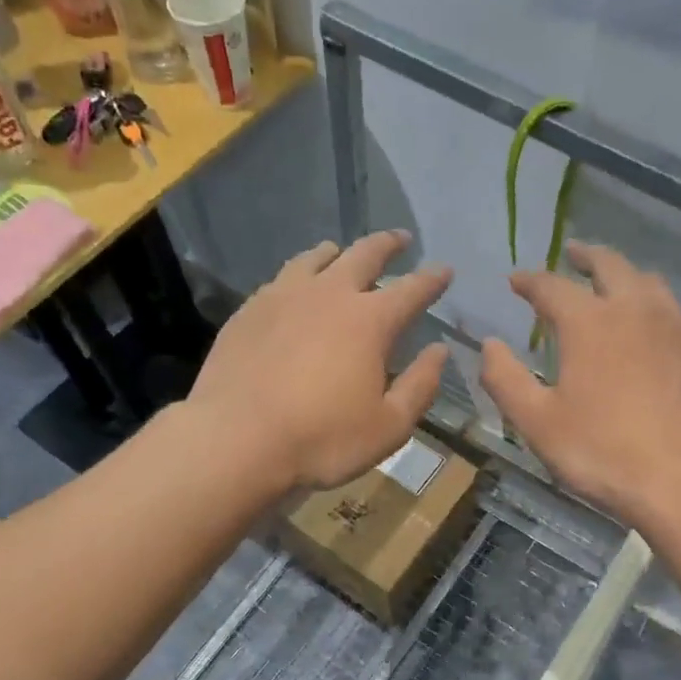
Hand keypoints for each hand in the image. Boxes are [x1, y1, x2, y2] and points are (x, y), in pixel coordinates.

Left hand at [189, 232, 451, 491]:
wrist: (236, 439)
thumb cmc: (322, 439)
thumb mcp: (389, 426)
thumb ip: (420, 386)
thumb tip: (438, 352)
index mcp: (370, 321)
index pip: (412, 289)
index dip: (432, 279)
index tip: (445, 270)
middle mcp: (329, 295)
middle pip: (364, 254)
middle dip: (388, 245)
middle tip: (400, 239)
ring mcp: (283, 297)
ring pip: (315, 258)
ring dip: (338, 252)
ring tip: (342, 252)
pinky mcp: (249, 310)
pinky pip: (281, 278)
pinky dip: (299, 274)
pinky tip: (295, 287)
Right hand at [481, 242, 680, 523]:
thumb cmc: (601, 451)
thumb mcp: (537, 422)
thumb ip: (505, 379)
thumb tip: (489, 345)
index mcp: (589, 322)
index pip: (551, 286)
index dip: (529, 280)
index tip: (516, 280)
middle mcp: (637, 309)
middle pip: (611, 265)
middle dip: (586, 256)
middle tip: (573, 254)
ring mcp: (680, 327)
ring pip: (652, 284)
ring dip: (627, 278)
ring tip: (616, 287)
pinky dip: (661, 314)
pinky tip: (659, 333)